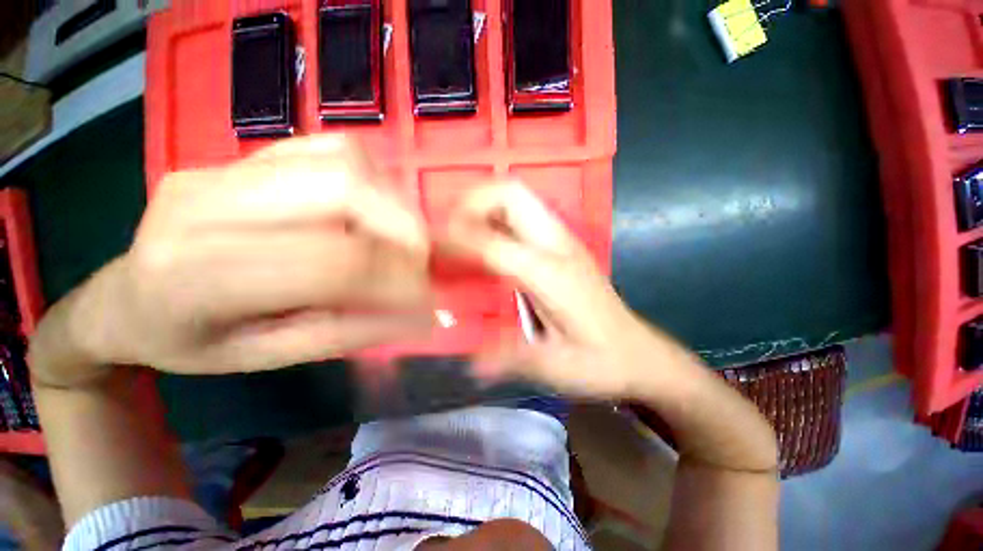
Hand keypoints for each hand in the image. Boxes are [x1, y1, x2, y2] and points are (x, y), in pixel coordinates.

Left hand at [37, 135, 431, 380]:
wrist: (123, 298)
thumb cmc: (190, 342)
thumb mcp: (268, 357)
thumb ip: (348, 332)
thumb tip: (417, 315)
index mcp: (196, 278)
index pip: (332, 265)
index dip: (396, 279)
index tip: (427, 297)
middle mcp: (203, 205)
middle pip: (342, 190)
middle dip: (404, 228)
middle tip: (422, 260)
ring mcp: (221, 168)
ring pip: (341, 161)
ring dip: (392, 202)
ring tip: (399, 238)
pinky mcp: (240, 154)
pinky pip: (327, 148)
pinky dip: (370, 179)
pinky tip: (369, 210)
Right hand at [443, 182, 704, 399]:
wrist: (642, 356)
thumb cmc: (602, 363)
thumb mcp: (554, 368)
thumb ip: (508, 360)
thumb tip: (468, 364)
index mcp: (552, 274)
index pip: (493, 242)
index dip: (456, 240)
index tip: (429, 247)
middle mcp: (558, 246)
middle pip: (511, 194)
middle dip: (472, 203)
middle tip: (447, 231)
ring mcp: (563, 241)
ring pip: (517, 198)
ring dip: (483, 207)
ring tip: (459, 235)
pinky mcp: (563, 247)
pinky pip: (522, 216)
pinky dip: (495, 219)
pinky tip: (484, 245)